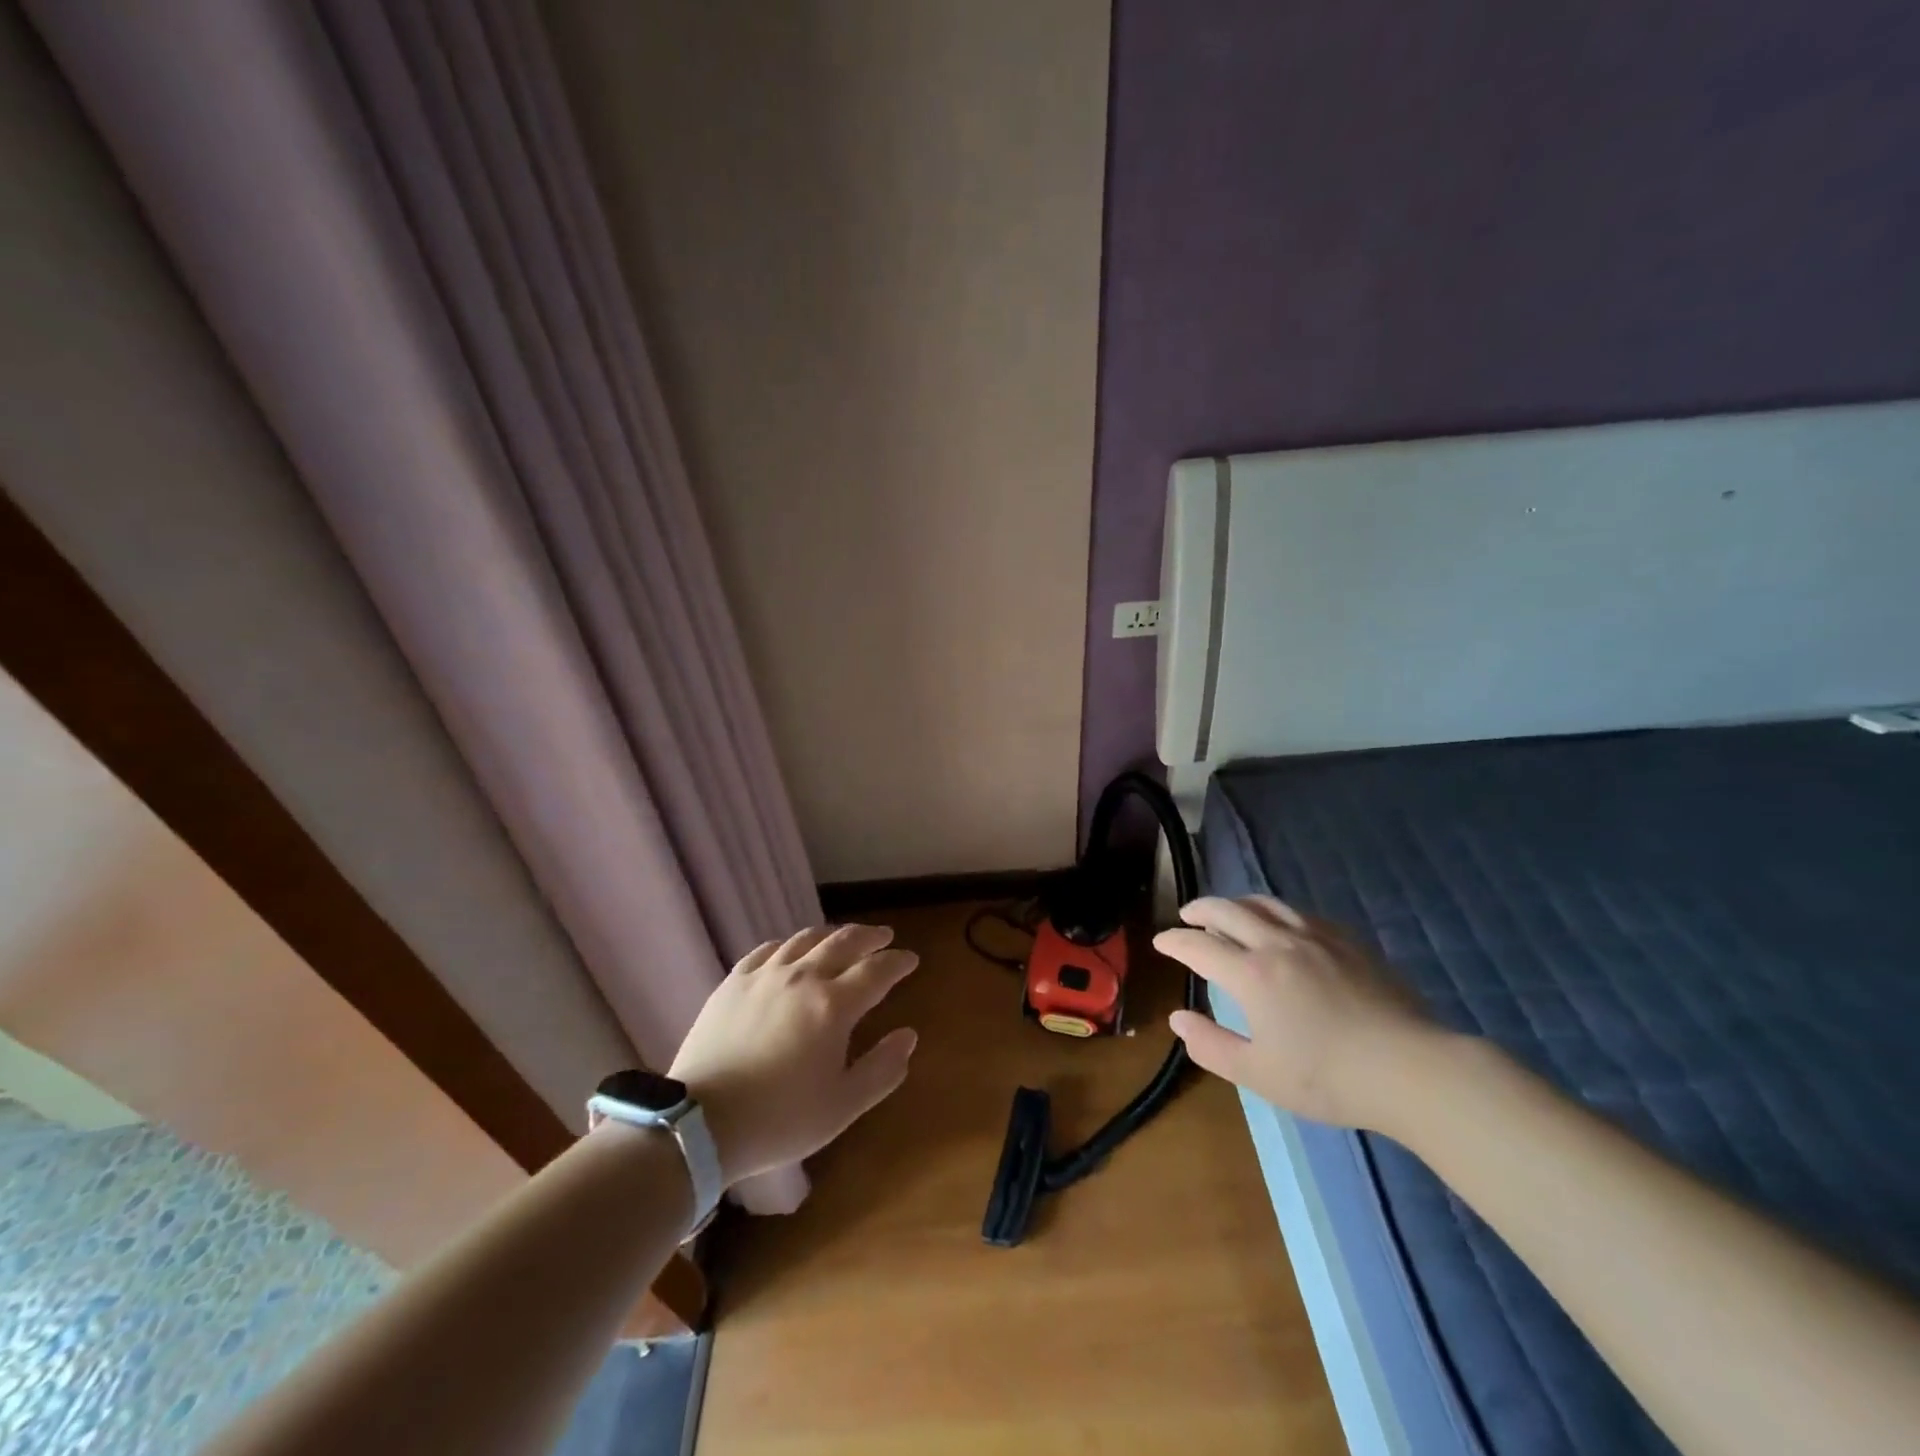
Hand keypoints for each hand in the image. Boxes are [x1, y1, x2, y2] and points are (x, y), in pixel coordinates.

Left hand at [668, 924, 918, 1183]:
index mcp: (834, 1006)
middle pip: (844, 942)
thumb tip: (908, 1036)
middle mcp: (803, 977)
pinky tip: (792, 950)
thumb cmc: (779, 1119)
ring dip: (832, 934)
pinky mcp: (734, 982)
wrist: (701, 1123)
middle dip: (870, 936)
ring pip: (806, 939)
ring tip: (843, 937)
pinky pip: (768, 949)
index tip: (911, 959)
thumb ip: (882, 1069)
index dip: (898, 962)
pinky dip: (789, 944)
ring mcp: (765, 975)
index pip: (877, 970)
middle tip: (884, 936)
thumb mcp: (843, 1106)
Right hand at [1154, 896, 1440, 1130]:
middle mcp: (1277, 944)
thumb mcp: (1258, 1074)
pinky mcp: (1347, 941)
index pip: (1199, 946)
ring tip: (1227, 912)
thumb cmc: (1328, 1078)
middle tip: (1186, 916)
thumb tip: (1178, 1018)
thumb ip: (1211, 1045)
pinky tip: (1280, 925)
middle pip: (1228, 911)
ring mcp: (1315, 937)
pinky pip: (1299, 912)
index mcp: (1251, 974)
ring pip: (1264, 904)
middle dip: (1200, 910)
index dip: (1175, 941)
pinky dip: (1274, 912)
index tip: (1161, 942)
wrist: (1411, 1069)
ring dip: (1236, 903)